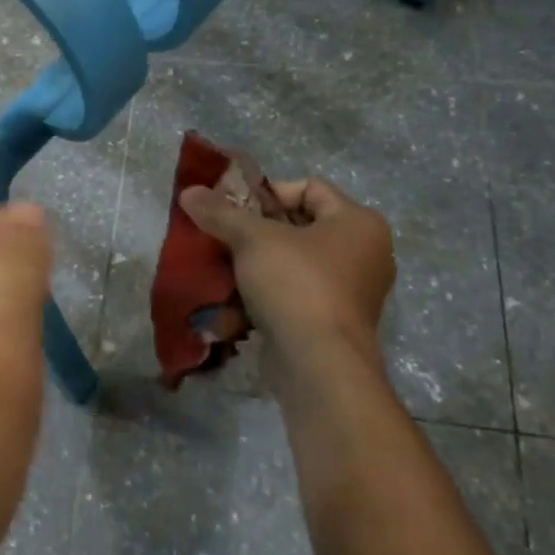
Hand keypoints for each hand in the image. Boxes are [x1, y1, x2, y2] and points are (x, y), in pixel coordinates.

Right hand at [178, 177, 395, 359]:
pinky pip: (295, 295)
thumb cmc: (296, 285)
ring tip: (222, 268)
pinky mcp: (333, 323)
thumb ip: (221, 212)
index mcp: (358, 223)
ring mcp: (351, 292)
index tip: (234, 211)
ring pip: (293, 263)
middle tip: (222, 238)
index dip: (268, 193)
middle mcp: (364, 254)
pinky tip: (234, 302)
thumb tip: (189, 192)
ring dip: (256, 265)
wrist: (318, 365)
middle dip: (256, 231)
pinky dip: (266, 294)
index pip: (310, 188)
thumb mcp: (252, 239)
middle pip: (299, 227)